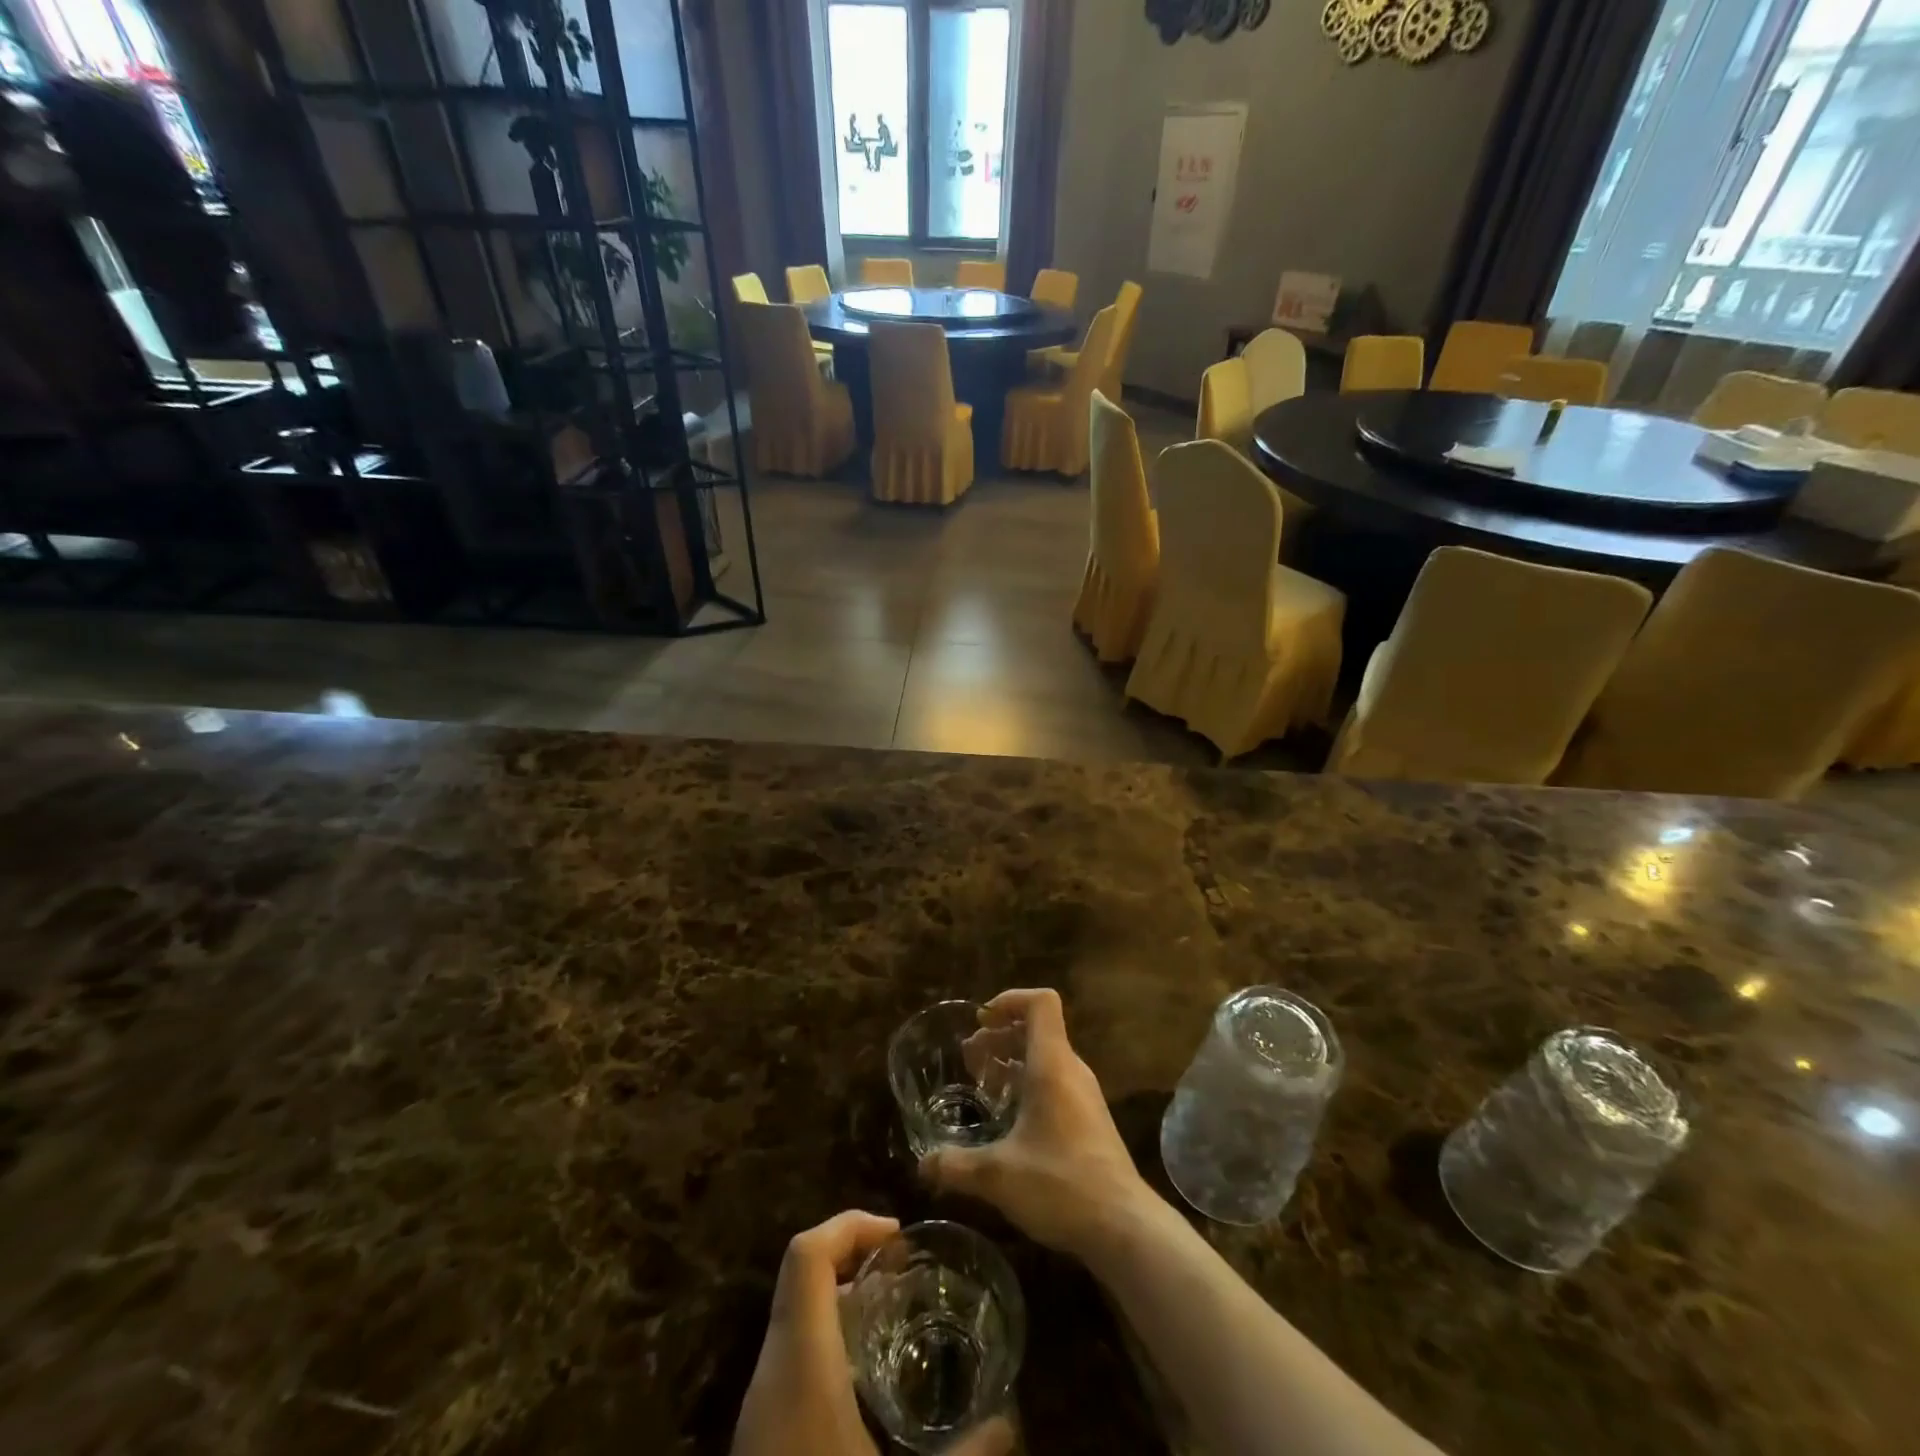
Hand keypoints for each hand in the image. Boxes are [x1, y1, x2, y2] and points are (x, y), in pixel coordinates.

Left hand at [732, 1210, 1014, 1455]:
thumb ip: (970, 1455)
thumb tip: (1010, 1419)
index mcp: (799, 1367)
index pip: (805, 1255)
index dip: (849, 1225)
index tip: (897, 1237)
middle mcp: (769, 1375)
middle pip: (799, 1277)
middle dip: (852, 1257)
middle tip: (905, 1273)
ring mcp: (758, 1410)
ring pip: (793, 1318)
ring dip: (840, 1300)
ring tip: (895, 1317)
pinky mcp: (759, 1439)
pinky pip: (790, 1359)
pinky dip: (829, 1342)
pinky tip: (868, 1384)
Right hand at [919, 989, 1153, 1258]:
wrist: (1124, 1227)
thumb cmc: (1060, 1185)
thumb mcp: (998, 1176)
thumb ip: (956, 1165)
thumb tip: (921, 1165)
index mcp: (1052, 1065)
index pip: (1040, 1002)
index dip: (1010, 1000)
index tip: (981, 1021)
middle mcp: (1071, 1070)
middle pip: (1039, 1028)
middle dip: (1001, 1034)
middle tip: (969, 1056)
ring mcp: (1084, 1095)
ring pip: (1046, 1056)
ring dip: (1013, 1059)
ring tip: (982, 1082)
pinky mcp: (1089, 1120)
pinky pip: (1055, 1081)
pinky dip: (1028, 1083)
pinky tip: (1009, 1116)